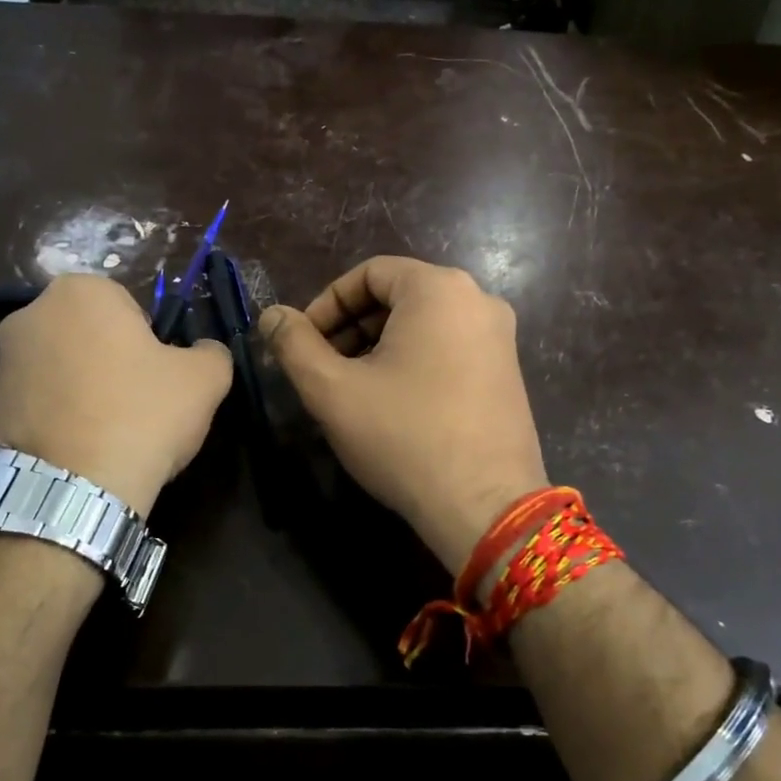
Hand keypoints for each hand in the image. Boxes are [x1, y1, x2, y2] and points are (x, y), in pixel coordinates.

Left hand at [0, 275, 232, 517]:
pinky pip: (44, 402)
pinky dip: (64, 418)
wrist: (71, 490)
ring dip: (90, 391)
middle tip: (142, 405)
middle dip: (117, 362)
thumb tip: (204, 352)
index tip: (162, 378)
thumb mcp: (205, 379)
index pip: (133, 308)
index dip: (154, 343)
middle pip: (94, 335)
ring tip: (114, 434)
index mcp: (82, 291)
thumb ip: (212, 352)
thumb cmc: (142, 415)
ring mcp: (3, 361)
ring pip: (68, 369)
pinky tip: (85, 450)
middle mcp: (31, 314)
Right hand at [258, 256, 549, 573]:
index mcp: (439, 289)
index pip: (369, 273)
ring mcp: (500, 337)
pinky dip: (414, 362)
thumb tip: (272, 315)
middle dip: (352, 328)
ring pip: (424, 325)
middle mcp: (478, 300)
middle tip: (323, 369)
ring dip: (379, 347)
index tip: (303, 343)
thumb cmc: (404, 437)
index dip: (326, 304)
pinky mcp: (508, 372)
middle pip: (398, 296)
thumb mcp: (333, 390)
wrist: (484, 507)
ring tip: (352, 390)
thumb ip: (294, 344)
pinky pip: (450, 348)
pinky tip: (393, 404)